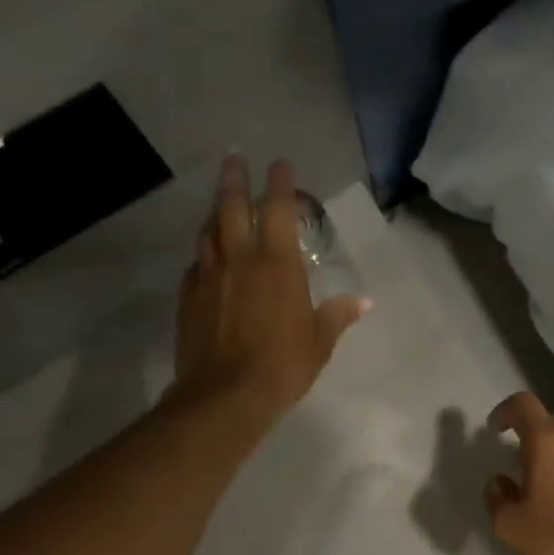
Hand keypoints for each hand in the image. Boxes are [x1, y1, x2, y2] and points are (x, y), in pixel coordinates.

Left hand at [172, 157, 368, 426]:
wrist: (225, 395)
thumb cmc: (282, 366)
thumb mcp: (319, 342)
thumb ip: (338, 316)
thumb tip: (365, 302)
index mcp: (278, 264)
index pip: (278, 209)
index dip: (280, 183)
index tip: (280, 164)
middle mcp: (240, 259)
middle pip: (232, 205)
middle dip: (235, 178)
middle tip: (235, 159)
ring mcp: (209, 275)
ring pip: (208, 230)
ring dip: (215, 211)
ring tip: (220, 203)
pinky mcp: (188, 296)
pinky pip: (196, 263)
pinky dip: (204, 253)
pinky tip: (207, 258)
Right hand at [483, 392, 553, 554]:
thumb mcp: (511, 527)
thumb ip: (497, 498)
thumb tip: (499, 482)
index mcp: (548, 441)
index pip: (523, 405)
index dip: (505, 411)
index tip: (495, 431)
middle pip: (551, 423)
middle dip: (532, 439)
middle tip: (521, 468)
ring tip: (551, 491)